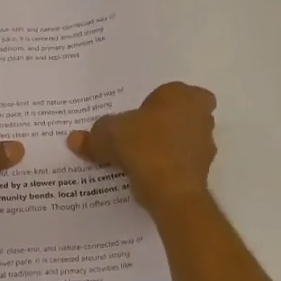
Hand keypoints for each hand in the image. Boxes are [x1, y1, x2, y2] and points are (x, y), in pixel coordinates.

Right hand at [68, 82, 216, 209]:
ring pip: (184, 141)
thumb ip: (93, 136)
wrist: (170, 189)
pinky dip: (168, 169)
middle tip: (139, 136)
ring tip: (139, 161)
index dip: (156, 104)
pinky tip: (147, 178)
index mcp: (182, 95)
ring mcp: (205, 145)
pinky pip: (181, 165)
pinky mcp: (203, 172)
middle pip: (182, 116)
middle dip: (165, 125)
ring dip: (168, 148)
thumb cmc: (143, 145)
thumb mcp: (107, 135)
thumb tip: (74, 139)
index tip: (138, 117)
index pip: (172, 92)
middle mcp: (200, 116)